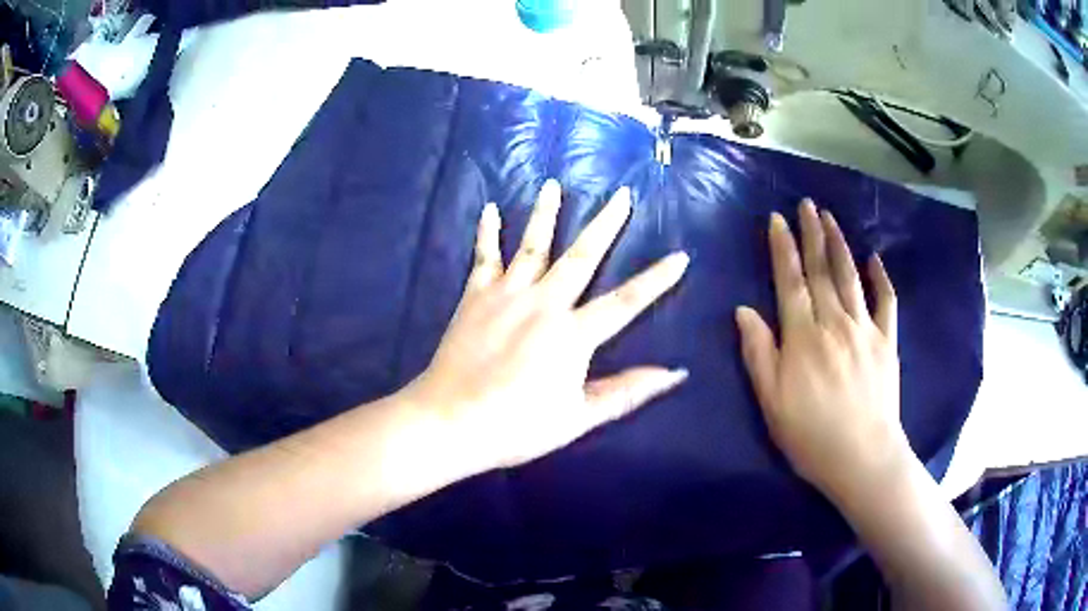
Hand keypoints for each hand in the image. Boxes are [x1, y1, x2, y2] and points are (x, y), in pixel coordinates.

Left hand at [403, 180, 689, 470]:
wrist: (451, 421)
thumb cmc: (518, 426)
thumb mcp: (579, 417)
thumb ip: (627, 392)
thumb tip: (674, 373)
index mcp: (573, 334)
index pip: (627, 301)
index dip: (657, 279)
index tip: (680, 255)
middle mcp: (544, 303)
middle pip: (582, 256)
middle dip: (605, 223)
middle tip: (621, 194)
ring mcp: (506, 294)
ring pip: (532, 245)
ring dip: (545, 213)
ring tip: (554, 184)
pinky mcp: (475, 296)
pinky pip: (484, 257)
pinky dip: (487, 232)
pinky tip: (490, 209)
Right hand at [736, 200, 905, 501]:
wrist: (862, 458)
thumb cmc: (811, 436)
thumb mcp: (772, 402)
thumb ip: (758, 353)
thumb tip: (744, 310)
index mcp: (803, 337)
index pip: (790, 281)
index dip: (783, 248)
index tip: (777, 219)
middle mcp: (834, 323)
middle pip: (822, 270)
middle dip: (812, 233)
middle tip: (807, 204)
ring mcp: (865, 329)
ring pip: (850, 277)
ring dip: (840, 244)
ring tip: (830, 218)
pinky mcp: (886, 342)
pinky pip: (886, 301)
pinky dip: (880, 277)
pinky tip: (874, 258)